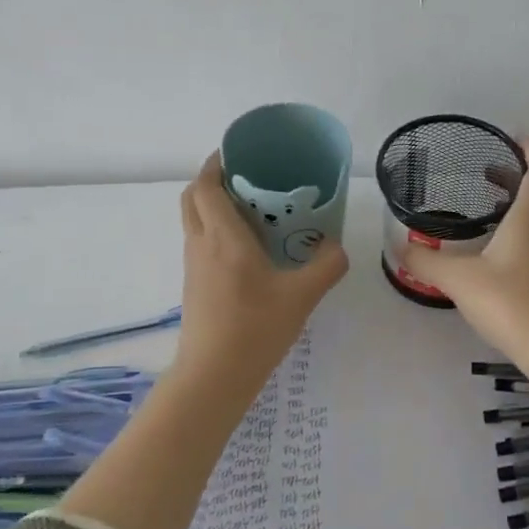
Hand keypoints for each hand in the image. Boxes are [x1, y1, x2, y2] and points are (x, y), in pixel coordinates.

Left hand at [174, 153, 349, 386]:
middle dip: (211, 180)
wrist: (214, 375)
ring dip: (212, 206)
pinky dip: (214, 230)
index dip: (215, 163)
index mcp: (223, 237)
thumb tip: (337, 247)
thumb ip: (326, 266)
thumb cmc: (255, 328)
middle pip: (192, 197)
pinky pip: (199, 242)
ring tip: (252, 210)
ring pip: (193, 220)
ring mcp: (193, 266)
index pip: (205, 186)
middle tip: (246, 179)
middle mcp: (201, 244)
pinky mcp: (194, 285)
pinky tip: (247, 249)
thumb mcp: (302, 295)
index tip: (236, 152)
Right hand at [398, 140, 528, 363]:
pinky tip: (499, 260)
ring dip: (519, 210)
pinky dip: (523, 238)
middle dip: (516, 179)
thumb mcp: (459, 280)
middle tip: (486, 176)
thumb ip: (426, 262)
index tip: (514, 138)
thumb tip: (399, 247)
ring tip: (487, 217)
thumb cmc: (511, 302)